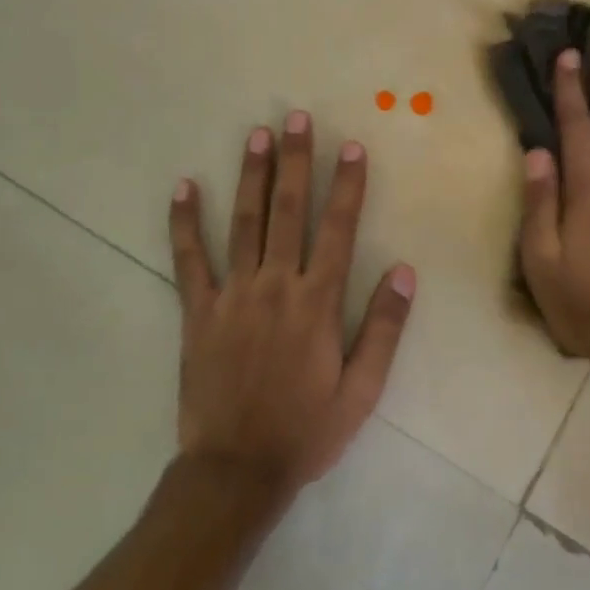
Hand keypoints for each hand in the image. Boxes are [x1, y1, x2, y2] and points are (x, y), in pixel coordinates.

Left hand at [168, 111, 416, 494]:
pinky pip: (189, 260)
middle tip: (297, 118)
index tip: (351, 146)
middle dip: (296, 161)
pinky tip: (183, 188)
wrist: (236, 471)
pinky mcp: (197, 312)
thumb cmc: (306, 430)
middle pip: (288, 211)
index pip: (338, 229)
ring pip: (243, 223)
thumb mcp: (362, 389)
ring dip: (251, 175)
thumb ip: (385, 327)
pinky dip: (184, 223)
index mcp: (318, 303)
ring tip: (256, 135)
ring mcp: (232, 295)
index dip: (347, 185)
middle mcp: (275, 286)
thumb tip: (405, 270)